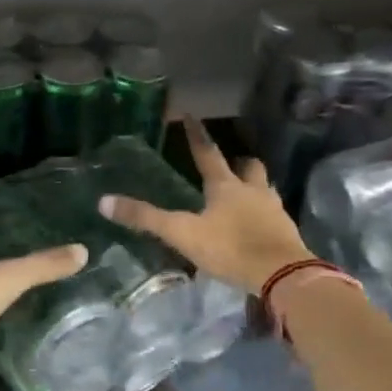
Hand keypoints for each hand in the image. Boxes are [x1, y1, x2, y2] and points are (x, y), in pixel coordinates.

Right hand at [99, 116, 313, 294]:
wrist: (282, 274)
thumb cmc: (231, 248)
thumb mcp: (183, 234)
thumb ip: (146, 219)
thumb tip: (104, 202)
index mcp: (225, 186)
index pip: (208, 153)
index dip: (196, 135)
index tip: (191, 116)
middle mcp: (252, 190)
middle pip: (249, 167)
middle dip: (238, 163)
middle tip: (230, 164)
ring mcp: (273, 210)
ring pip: (265, 188)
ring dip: (255, 187)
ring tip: (244, 195)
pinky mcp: (286, 231)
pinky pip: (274, 214)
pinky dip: (264, 214)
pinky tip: (258, 225)